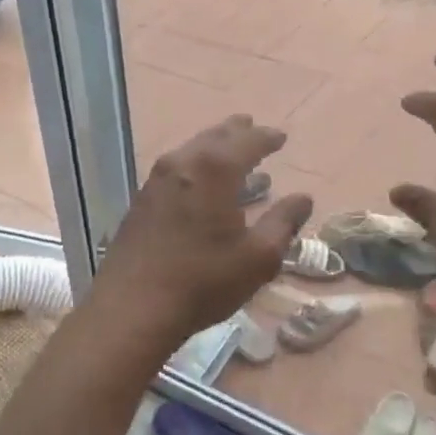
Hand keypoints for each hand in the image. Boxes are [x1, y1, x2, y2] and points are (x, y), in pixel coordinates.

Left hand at [90, 116, 312, 349]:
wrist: (132, 307)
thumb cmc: (203, 280)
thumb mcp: (258, 257)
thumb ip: (283, 223)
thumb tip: (303, 199)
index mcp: (214, 169)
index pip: (248, 142)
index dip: (267, 138)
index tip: (282, 137)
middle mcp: (183, 163)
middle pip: (215, 137)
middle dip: (237, 132)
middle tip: (252, 127)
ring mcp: (156, 180)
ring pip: (191, 149)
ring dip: (214, 146)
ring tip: (230, 151)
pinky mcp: (141, 200)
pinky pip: (176, 168)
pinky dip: (195, 164)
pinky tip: (200, 183)